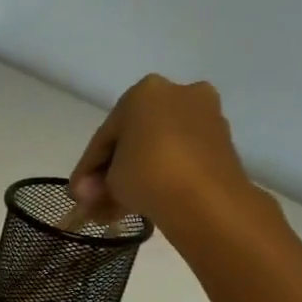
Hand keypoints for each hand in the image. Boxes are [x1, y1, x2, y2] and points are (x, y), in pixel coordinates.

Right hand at [69, 74, 264, 238]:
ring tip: (117, 209)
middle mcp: (177, 93)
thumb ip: (95, 182)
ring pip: (157, 149)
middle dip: (113, 172)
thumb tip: (88, 193)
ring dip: (136, 176)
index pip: (105, 135)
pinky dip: (162, 175)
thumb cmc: (148, 175)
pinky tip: (143, 201)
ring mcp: (204, 116)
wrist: (207, 199)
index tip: (78, 193)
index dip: (88, 168)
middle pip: (133, 139)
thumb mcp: (109, 180)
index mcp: (144, 91)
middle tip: (97, 202)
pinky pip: (180, 157)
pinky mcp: (222, 141)